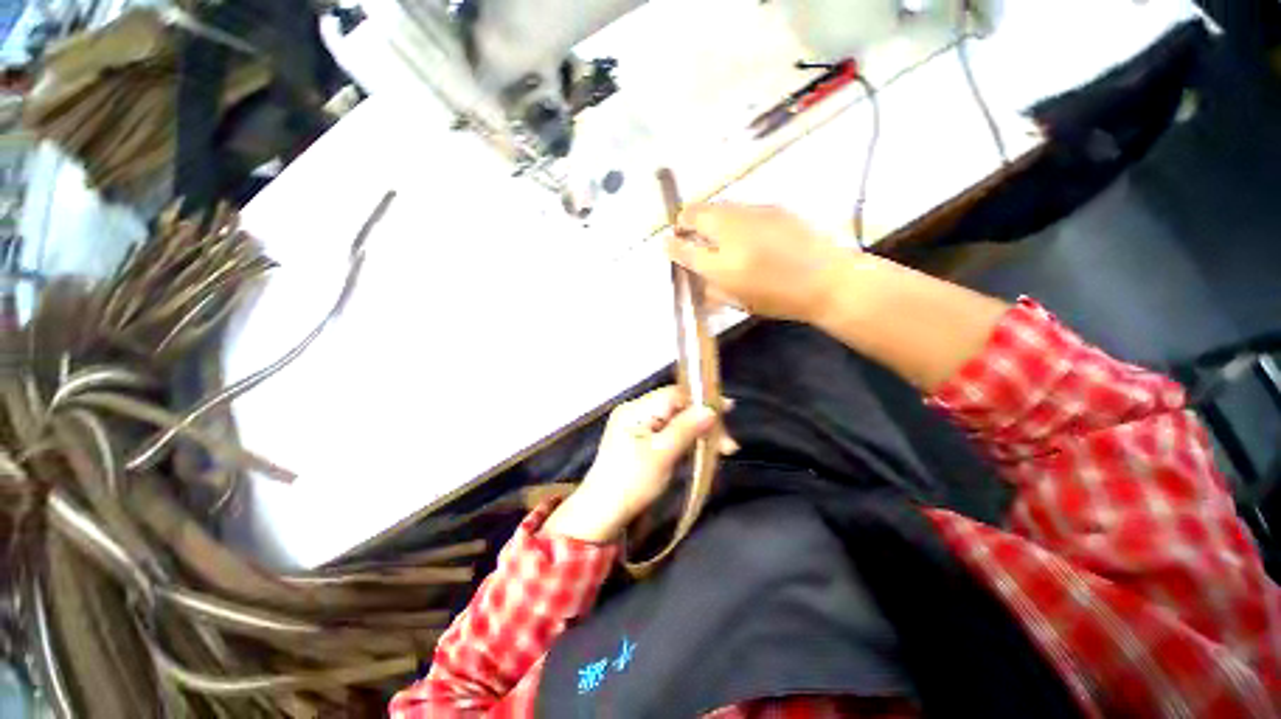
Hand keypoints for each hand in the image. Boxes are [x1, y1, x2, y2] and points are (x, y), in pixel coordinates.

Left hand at [543, 387, 731, 543]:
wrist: (600, 515)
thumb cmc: (631, 483)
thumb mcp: (662, 455)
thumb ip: (686, 429)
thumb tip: (711, 409)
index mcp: (636, 410)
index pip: (674, 394)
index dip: (702, 399)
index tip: (728, 408)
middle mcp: (635, 412)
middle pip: (677, 408)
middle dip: (703, 423)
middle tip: (728, 445)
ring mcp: (636, 427)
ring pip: (675, 422)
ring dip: (698, 434)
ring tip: (720, 451)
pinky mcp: (639, 442)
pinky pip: (668, 434)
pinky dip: (685, 442)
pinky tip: (700, 453)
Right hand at [666, 203, 855, 323]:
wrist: (828, 280)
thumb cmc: (781, 300)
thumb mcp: (739, 303)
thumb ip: (711, 288)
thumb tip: (695, 276)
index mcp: (722, 266)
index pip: (684, 249)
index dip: (671, 246)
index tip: (667, 244)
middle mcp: (732, 234)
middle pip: (695, 214)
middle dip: (683, 220)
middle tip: (684, 230)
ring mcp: (753, 215)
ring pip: (716, 205)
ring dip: (706, 215)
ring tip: (710, 228)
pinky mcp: (771, 206)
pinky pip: (739, 206)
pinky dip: (730, 215)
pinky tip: (740, 228)